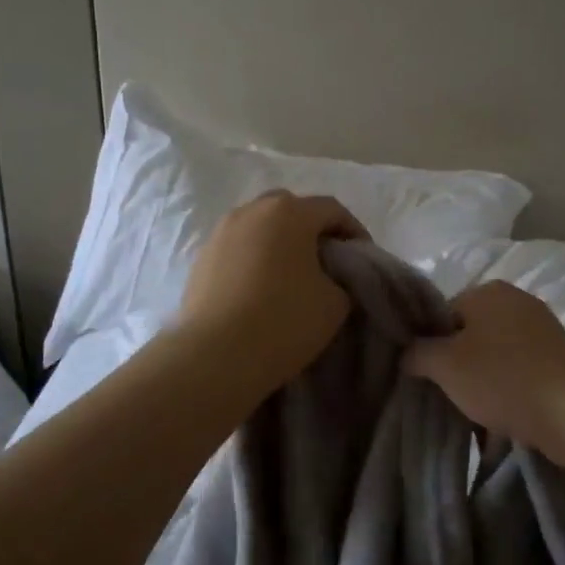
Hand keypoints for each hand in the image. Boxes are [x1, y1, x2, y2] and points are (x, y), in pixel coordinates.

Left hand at [173, 191, 367, 399]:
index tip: (363, 258)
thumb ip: (341, 280)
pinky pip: (237, 248)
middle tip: (326, 261)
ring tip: (290, 275)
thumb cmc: (283, 321)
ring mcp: (221, 232)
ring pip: (259, 227)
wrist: (215, 354)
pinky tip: (259, 289)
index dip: (353, 231)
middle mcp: (252, 211)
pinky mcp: (201, 258)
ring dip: (279, 243)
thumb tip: (328, 279)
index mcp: (289, 212)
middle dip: (312, 230)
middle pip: (291, 209)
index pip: (332, 209)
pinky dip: (253, 259)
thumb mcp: (335, 304)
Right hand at [404, 280, 564, 467]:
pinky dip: (509, 391)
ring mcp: (543, 330)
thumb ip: (417, 353)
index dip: (431, 345)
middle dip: (458, 366)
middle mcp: (516, 301)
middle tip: (449, 396)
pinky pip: (520, 372)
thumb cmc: (502, 378)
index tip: (429, 376)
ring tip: (476, 414)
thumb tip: (408, 353)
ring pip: (495, 356)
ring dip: (483, 382)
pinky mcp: (560, 359)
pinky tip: (504, 418)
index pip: (443, 313)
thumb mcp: (445, 365)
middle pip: (470, 334)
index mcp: (488, 291)